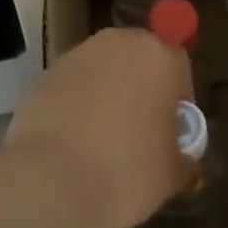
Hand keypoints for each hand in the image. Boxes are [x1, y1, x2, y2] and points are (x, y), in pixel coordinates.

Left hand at [4, 27, 195, 227]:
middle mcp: (119, 43)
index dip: (179, 98)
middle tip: (140, 132)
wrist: (50, 184)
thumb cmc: (127, 172)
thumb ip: (182, 158)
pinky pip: (72, 86)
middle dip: (142, 88)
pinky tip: (73, 143)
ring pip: (103, 70)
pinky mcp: (44, 75)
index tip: (173, 130)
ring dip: (107, 94)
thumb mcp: (171, 174)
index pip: (178, 65)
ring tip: (102, 141)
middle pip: (139, 59)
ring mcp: (77, 56)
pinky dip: (76, 105)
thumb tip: (183, 160)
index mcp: (159, 56)